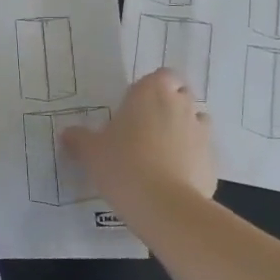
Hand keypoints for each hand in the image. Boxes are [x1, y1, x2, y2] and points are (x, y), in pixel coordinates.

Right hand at [62, 68, 217, 211]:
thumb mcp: (90, 151)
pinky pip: (201, 153)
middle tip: (145, 127)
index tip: (137, 105)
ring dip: (183, 130)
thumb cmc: (122, 164)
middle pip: (181, 95)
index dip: (153, 87)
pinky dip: (191, 159)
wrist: (163, 204)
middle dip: (169, 106)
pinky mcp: (212, 161)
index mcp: (150, 93)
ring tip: (161, 151)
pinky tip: (173, 177)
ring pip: (197, 122)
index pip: (162, 75)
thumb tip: (67, 133)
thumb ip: (79, 138)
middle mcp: (180, 106)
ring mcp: (201, 133)